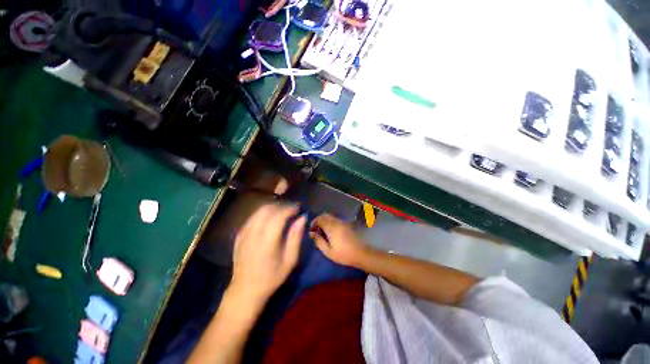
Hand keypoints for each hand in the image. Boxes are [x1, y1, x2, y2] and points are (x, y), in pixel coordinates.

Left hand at [230, 204, 305, 303]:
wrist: (245, 290)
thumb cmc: (272, 277)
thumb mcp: (290, 260)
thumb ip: (296, 237)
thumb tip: (302, 218)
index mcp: (267, 241)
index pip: (278, 216)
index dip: (289, 209)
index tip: (298, 208)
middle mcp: (254, 234)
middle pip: (267, 209)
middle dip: (281, 206)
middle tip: (291, 210)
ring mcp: (244, 234)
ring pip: (258, 211)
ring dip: (272, 208)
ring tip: (282, 212)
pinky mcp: (239, 235)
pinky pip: (252, 217)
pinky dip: (263, 214)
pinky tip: (269, 219)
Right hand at [310, 213, 369, 267]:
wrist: (361, 253)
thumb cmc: (343, 254)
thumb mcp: (328, 251)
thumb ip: (318, 241)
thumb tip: (311, 233)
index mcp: (331, 227)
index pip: (319, 218)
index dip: (313, 223)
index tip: (311, 230)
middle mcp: (337, 221)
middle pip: (325, 215)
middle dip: (319, 221)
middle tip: (316, 230)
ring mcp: (343, 222)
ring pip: (331, 217)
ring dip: (325, 221)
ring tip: (323, 232)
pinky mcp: (347, 224)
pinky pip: (336, 220)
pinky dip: (331, 222)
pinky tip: (331, 232)